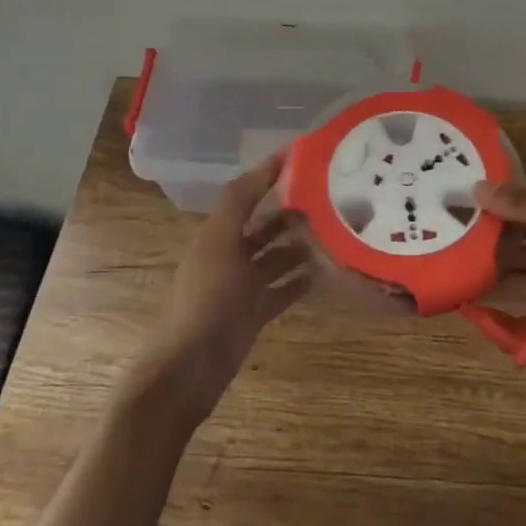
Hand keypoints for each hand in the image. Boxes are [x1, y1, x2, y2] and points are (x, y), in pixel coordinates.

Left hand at [134, 152, 311, 425]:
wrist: (189, 369)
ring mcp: (242, 286)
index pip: (246, 193)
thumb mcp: (220, 243)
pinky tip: (326, 272)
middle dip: (293, 212)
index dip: (270, 174)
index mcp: (217, 234)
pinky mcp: (254, 314)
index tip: (305, 156)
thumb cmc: (206, 300)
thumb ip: (241, 200)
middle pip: (264, 225)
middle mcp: (229, 255)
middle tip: (333, 199)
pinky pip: (283, 290)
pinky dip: (301, 280)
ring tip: (336, 233)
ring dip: (301, 245)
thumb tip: (271, 159)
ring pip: (277, 257)